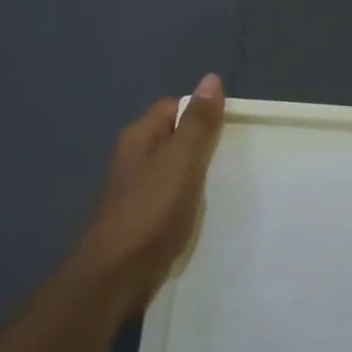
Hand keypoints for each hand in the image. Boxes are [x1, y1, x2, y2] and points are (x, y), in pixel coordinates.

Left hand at [71, 74, 225, 320]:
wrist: (118, 273)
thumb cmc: (152, 209)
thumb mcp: (182, 160)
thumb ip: (199, 122)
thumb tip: (211, 78)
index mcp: (141, 135)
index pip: (173, 106)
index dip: (200, 112)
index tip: (229, 128)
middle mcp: (135, 156)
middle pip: (175, 137)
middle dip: (202, 145)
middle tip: (233, 156)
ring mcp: (137, 188)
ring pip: (174, 169)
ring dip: (197, 175)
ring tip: (225, 184)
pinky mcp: (142, 217)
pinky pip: (172, 196)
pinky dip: (189, 200)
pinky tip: (205, 212)